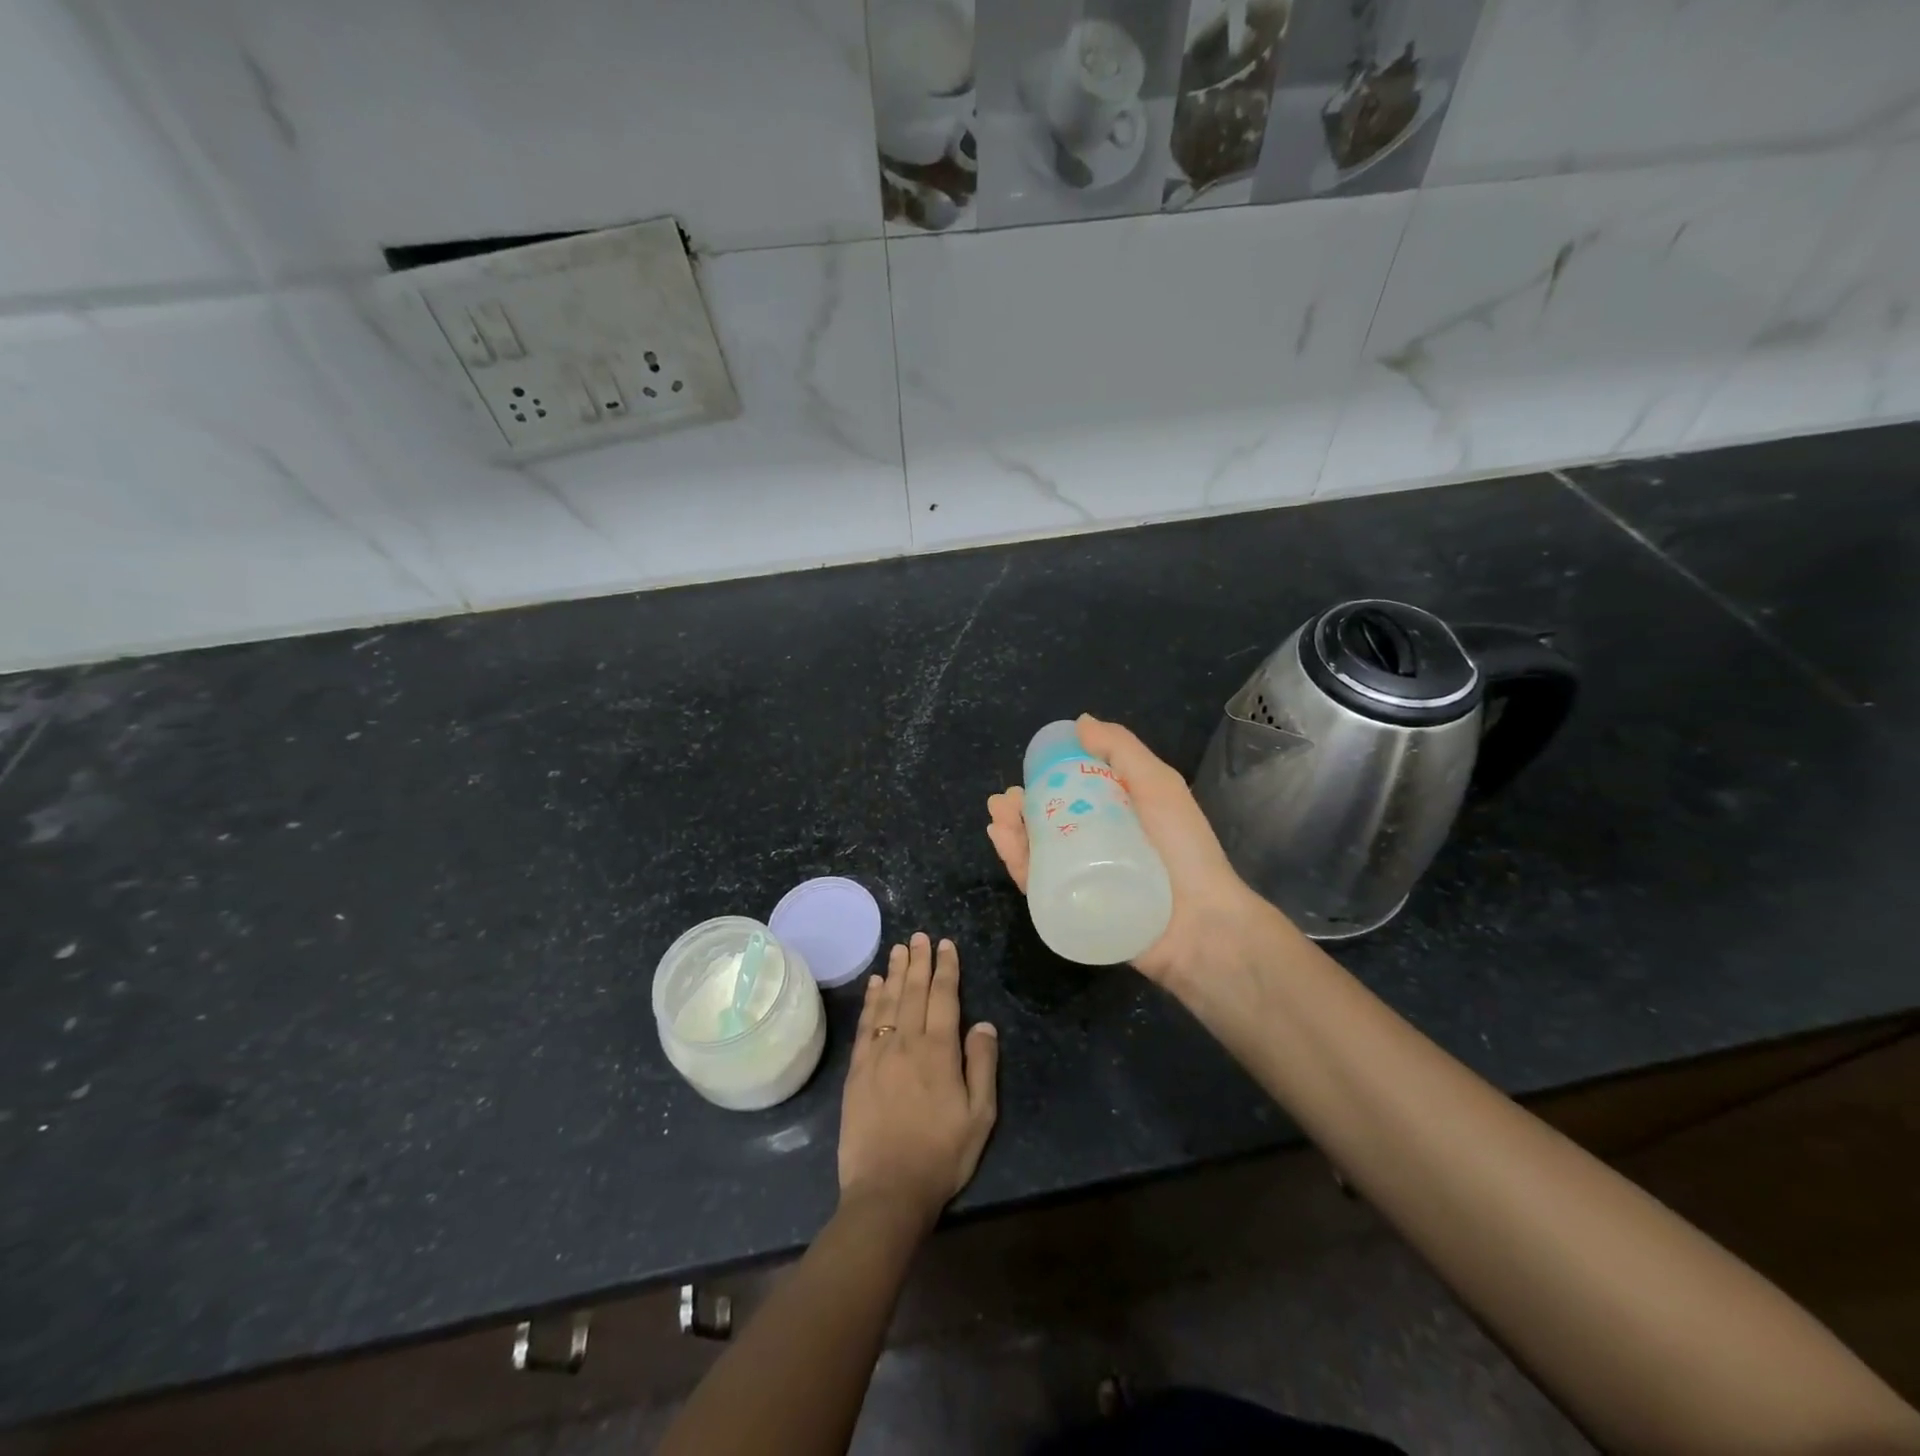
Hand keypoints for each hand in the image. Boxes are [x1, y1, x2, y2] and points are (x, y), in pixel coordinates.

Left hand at [838, 933, 998, 1227]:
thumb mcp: (980, 1116)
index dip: (946, 968)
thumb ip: (982, 1064)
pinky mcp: (857, 1070)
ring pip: (888, 1001)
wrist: (887, 1191)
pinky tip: (873, 985)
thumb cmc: (941, 1155)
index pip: (944, 997)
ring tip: (898, 949)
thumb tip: (983, 1023)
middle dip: (918, 961)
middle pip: (913, 991)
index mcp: (939, 1051)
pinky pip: (865, 1024)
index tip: (946, 945)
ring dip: (894, 972)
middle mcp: (907, 1042)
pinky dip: (870, 1000)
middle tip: (919, 936)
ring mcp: (878, 1054)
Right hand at [985, 713, 1270, 992]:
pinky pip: (1036, 885)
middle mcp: (1096, 846)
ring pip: (1037, 852)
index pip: (1073, 794)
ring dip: (1012, 831)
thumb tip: (1081, 721)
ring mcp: (1082, 880)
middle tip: (1004, 799)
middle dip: (1021, 808)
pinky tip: (1004, 840)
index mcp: (1117, 816)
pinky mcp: (1071, 910)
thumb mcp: (1158, 786)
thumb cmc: (1183, 849)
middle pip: (1048, 823)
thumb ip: (1123, 751)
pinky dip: (1016, 862)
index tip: (1028, 769)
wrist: (1201, 924)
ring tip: (998, 815)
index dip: (1047, 780)